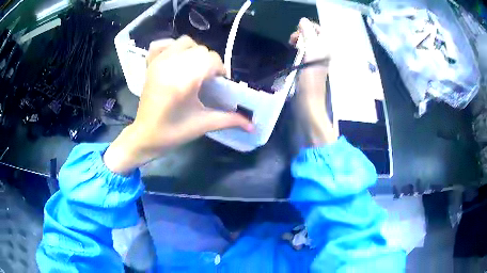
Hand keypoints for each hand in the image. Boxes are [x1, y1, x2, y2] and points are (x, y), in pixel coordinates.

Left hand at [104, 36, 252, 174]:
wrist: (144, 136)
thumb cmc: (172, 133)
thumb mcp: (202, 125)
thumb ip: (229, 119)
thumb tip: (252, 124)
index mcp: (182, 81)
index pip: (210, 59)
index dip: (219, 70)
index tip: (219, 84)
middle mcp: (170, 66)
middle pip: (201, 50)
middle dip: (209, 63)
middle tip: (207, 79)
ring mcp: (158, 62)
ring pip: (185, 42)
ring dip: (195, 52)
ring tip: (194, 69)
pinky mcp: (151, 64)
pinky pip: (164, 44)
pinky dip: (173, 47)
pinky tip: (177, 59)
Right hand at [289, 18, 337, 145]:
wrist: (309, 102)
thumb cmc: (310, 78)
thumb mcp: (310, 52)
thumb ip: (308, 34)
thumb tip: (302, 20)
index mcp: (327, 48)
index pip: (318, 29)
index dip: (306, 27)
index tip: (296, 34)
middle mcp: (325, 52)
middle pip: (313, 35)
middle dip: (302, 33)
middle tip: (293, 40)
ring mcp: (319, 60)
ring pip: (309, 43)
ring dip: (300, 41)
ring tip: (292, 45)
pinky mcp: (312, 67)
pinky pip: (306, 51)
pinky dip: (299, 49)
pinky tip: (294, 53)